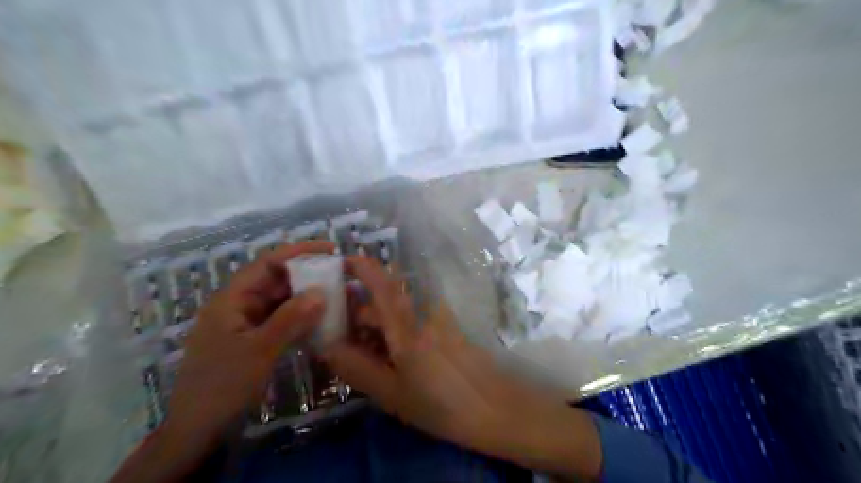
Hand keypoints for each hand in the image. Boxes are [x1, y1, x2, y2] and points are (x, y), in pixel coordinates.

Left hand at [161, 241, 331, 464]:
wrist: (198, 430)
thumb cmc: (223, 385)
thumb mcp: (259, 350)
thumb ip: (290, 318)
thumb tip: (321, 291)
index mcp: (231, 300)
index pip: (267, 264)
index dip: (298, 252)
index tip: (329, 249)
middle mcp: (238, 306)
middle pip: (275, 281)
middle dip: (306, 276)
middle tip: (338, 276)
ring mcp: (246, 324)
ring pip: (280, 302)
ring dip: (305, 298)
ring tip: (335, 296)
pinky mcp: (254, 340)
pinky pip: (280, 321)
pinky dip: (300, 318)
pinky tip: (320, 321)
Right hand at [327, 254, 599, 479]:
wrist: (495, 408)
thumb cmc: (441, 405)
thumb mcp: (392, 394)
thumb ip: (357, 368)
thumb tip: (326, 346)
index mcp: (407, 328)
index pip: (382, 285)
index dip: (363, 267)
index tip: (344, 261)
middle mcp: (423, 315)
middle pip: (385, 301)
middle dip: (361, 313)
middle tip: (342, 338)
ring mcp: (438, 321)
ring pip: (398, 313)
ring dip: (378, 325)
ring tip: (365, 356)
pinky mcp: (447, 330)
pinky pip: (413, 322)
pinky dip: (396, 332)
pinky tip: (392, 360)